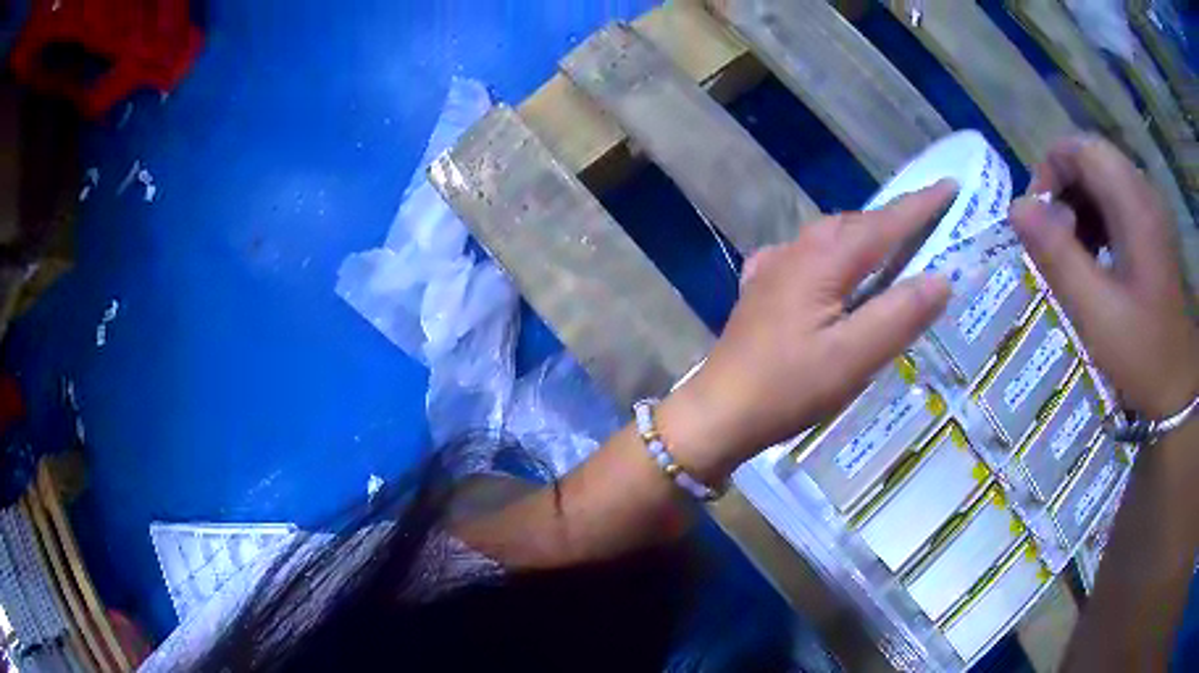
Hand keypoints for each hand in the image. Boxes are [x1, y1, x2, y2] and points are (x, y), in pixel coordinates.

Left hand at [659, 182, 953, 480]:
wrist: (717, 413)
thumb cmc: (788, 388)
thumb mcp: (854, 358)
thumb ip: (899, 316)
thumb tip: (941, 278)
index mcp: (823, 261)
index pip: (884, 224)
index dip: (919, 206)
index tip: (949, 187)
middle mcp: (796, 253)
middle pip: (854, 225)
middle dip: (893, 219)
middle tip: (928, 223)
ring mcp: (772, 270)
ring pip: (828, 238)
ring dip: (863, 235)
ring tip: (891, 247)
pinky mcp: (760, 292)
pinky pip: (806, 258)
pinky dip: (832, 255)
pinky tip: (833, 270)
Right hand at [1010, 135, 1198, 417]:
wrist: (1179, 386)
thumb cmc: (1143, 354)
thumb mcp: (1095, 313)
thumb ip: (1057, 256)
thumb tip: (1016, 208)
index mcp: (1133, 205)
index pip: (1080, 149)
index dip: (1050, 170)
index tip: (1037, 219)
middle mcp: (1143, 193)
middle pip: (1091, 159)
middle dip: (1063, 189)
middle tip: (1052, 239)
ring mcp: (1151, 210)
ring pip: (1103, 178)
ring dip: (1080, 204)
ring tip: (1073, 253)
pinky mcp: (1154, 228)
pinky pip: (1118, 200)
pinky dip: (1098, 218)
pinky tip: (1096, 257)